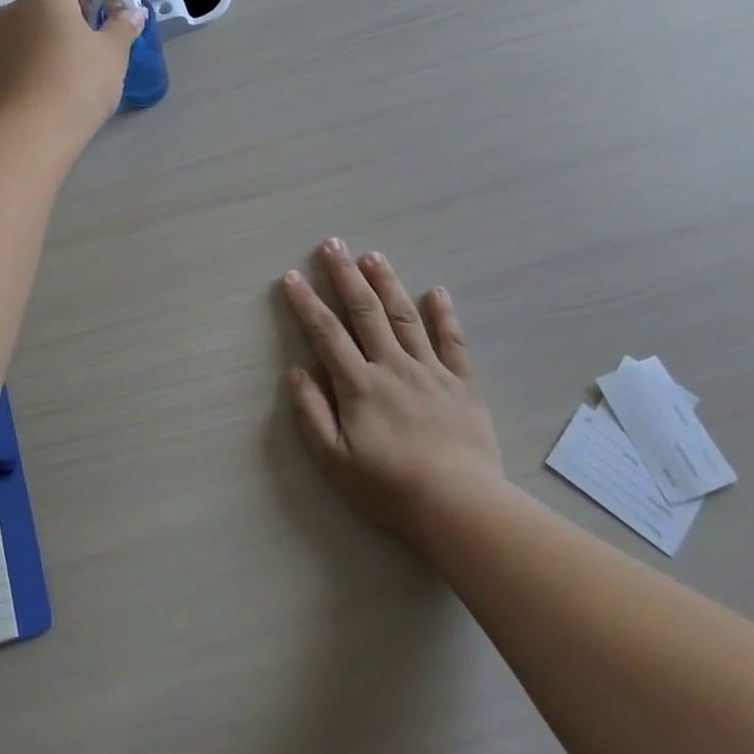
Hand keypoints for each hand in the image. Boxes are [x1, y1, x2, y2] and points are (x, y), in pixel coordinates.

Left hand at [0, 0, 144, 141]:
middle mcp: (22, 7)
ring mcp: (8, 35)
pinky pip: (33, 33)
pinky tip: (68, 41)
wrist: (32, 132)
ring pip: (41, 12)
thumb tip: (132, 13)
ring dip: (64, 10)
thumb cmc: (78, 82)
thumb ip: (122, 27)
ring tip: (88, 13)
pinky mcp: (5, 61)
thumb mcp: (111, 52)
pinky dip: (52, 29)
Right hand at [280, 239, 506, 547]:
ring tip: (372, 255)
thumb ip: (311, 414)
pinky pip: (453, 342)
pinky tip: (436, 292)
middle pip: (365, 312)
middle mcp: (392, 367)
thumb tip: (294, 372)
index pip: (326, 333)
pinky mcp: (462, 384)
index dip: (306, 303)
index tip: (291, 276)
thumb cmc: (390, 489)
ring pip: (405, 317)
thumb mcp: (335, 461)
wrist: (461, 509)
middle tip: (332, 244)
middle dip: (345, 275)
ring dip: (387, 283)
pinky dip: (444, 315)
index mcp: (359, 385)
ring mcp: (430, 372)